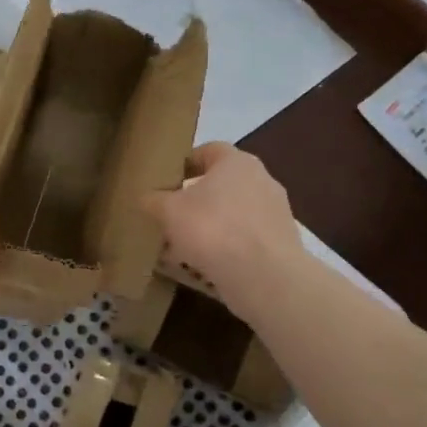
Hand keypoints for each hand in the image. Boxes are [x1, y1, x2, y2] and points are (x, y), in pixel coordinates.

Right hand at [143, 144, 302, 318]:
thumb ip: (154, 200)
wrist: (263, 275)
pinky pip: (243, 239)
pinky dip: (224, 248)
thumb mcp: (168, 211)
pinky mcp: (279, 244)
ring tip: (182, 248)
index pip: (208, 150)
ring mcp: (275, 213)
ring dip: (209, 227)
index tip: (166, 181)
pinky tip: (203, 266)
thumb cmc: (212, 228)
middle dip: (195, 200)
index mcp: (237, 162)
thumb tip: (147, 198)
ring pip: (231, 214)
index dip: (185, 163)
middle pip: (221, 185)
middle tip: (170, 217)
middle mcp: (261, 180)